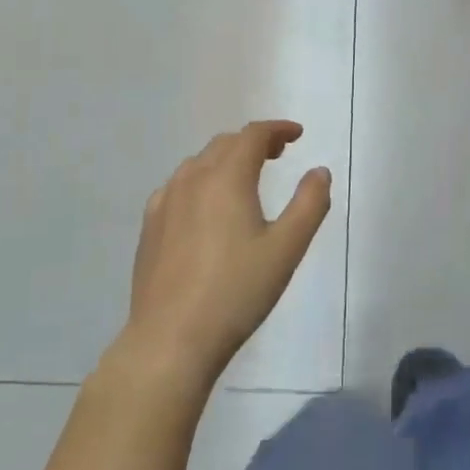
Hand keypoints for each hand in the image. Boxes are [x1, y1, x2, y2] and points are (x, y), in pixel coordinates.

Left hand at [117, 121, 331, 390]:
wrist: (171, 339)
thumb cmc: (236, 291)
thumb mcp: (286, 249)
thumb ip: (309, 204)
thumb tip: (319, 172)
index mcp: (227, 177)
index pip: (253, 135)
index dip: (277, 129)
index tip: (297, 134)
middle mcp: (192, 179)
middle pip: (225, 144)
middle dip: (254, 142)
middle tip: (278, 154)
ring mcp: (165, 202)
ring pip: (199, 163)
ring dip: (226, 159)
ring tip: (245, 177)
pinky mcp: (150, 226)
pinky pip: (178, 186)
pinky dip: (200, 181)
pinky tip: (205, 206)